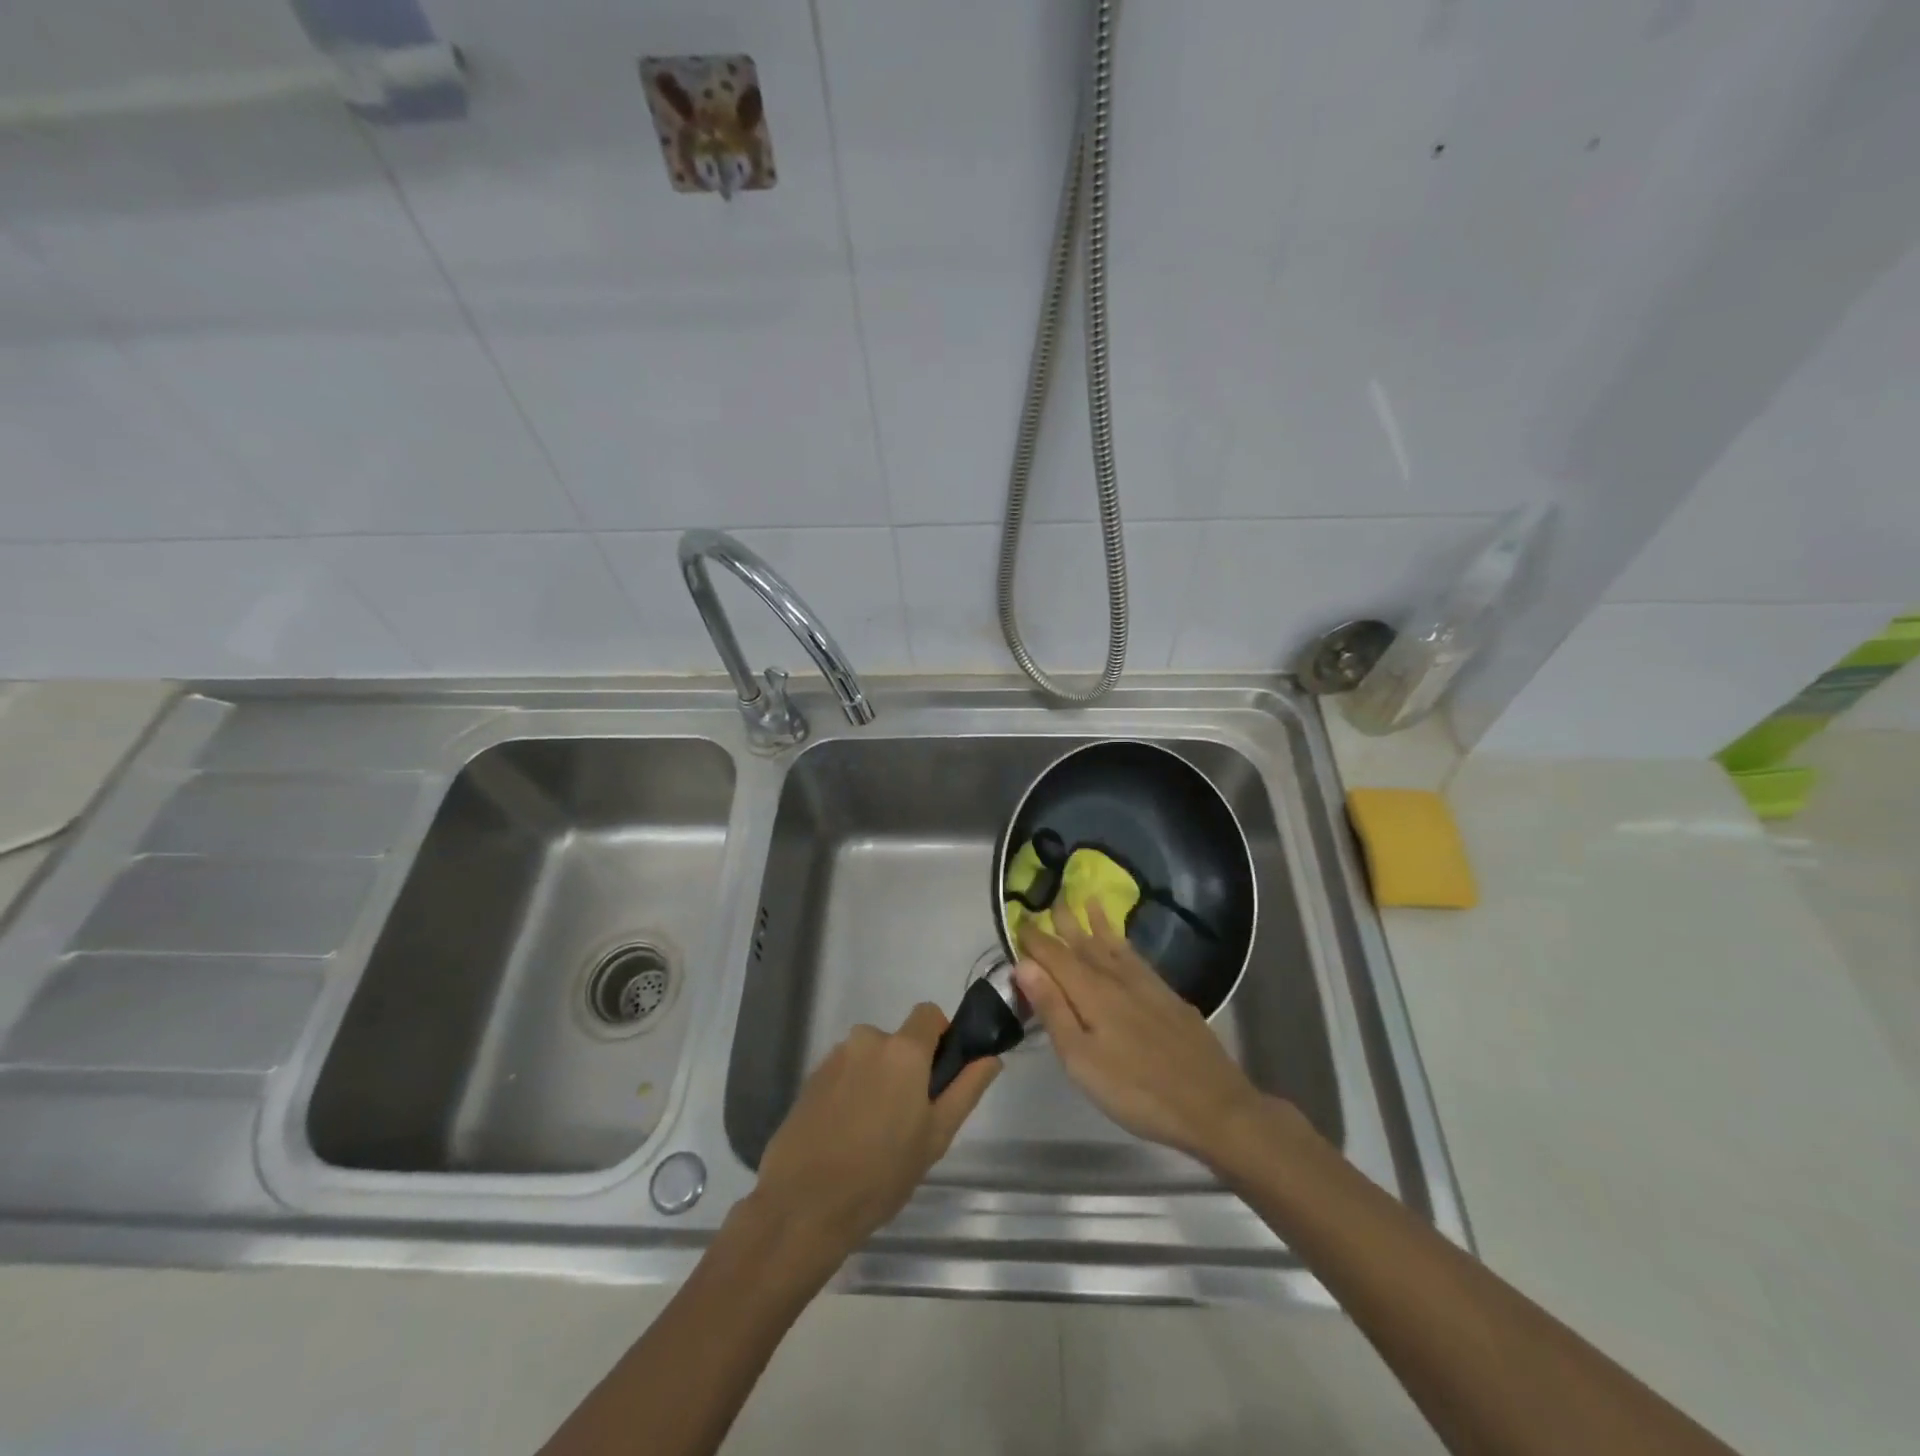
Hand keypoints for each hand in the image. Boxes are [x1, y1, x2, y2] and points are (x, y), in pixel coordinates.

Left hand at [750, 1004, 999, 1269]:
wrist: (803, 1204)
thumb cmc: (882, 1172)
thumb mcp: (936, 1136)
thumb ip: (966, 1089)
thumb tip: (991, 1058)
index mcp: (903, 1049)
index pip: (929, 1014)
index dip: (940, 1038)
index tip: (939, 1076)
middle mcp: (867, 1039)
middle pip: (898, 1041)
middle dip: (906, 1069)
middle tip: (907, 1120)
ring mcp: (834, 1057)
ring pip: (870, 1059)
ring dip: (877, 1081)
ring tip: (872, 1135)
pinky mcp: (810, 1078)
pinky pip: (844, 1073)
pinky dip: (851, 1093)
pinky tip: (845, 1136)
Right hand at [1014, 904, 1266, 1164]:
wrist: (1211, 1104)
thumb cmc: (1135, 1090)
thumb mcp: (1081, 1059)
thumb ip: (1053, 1009)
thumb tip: (1024, 964)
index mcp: (1090, 992)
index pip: (1055, 955)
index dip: (1035, 939)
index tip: (1018, 920)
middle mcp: (1116, 977)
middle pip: (1084, 943)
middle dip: (1065, 922)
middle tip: (1051, 898)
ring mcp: (1146, 984)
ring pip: (1113, 944)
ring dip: (1097, 922)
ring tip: (1087, 899)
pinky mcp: (1168, 995)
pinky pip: (1136, 955)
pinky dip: (1124, 941)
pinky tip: (1123, 942)